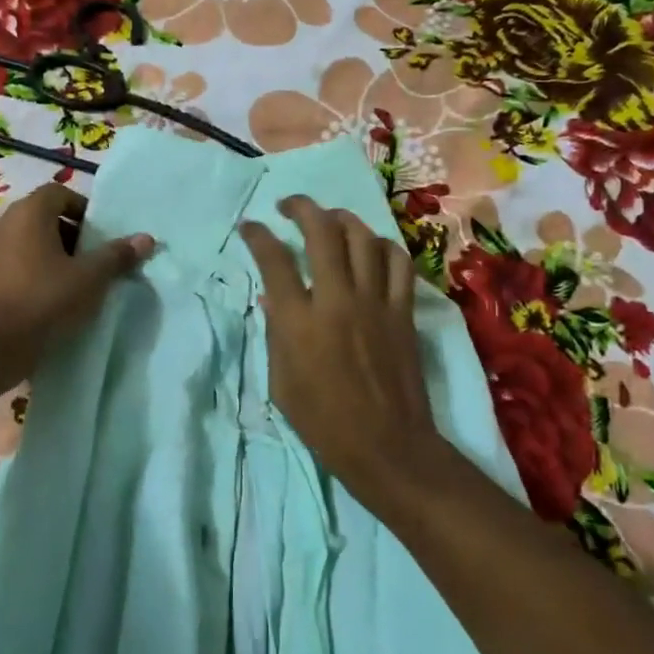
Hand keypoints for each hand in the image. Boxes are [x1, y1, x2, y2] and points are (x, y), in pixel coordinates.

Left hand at [0, 183, 154, 378]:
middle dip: (71, 230)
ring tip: (74, 275)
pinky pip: (16, 255)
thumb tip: (146, 238)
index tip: (99, 235)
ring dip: (53, 248)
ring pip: (29, 236)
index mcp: (29, 212)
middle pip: (44, 213)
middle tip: (91, 255)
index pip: (59, 192)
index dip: (83, 209)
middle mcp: (5, 221)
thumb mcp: (91, 278)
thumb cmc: (47, 299)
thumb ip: (117, 255)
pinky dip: (35, 263)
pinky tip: (51, 289)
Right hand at [239, 195, 442, 508]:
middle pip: (321, 232)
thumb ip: (275, 333)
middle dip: (301, 208)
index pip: (274, 260)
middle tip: (288, 207)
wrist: (387, 446)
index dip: (258, 236)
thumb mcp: (281, 382)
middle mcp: (337, 300)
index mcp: (299, 322)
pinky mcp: (403, 311)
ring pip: (362, 237)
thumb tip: (271, 298)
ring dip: (342, 219)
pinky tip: (371, 248)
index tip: (250, 227)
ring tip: (329, 220)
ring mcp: (375, 302)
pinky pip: (397, 262)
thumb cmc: (324, 422)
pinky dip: (382, 246)